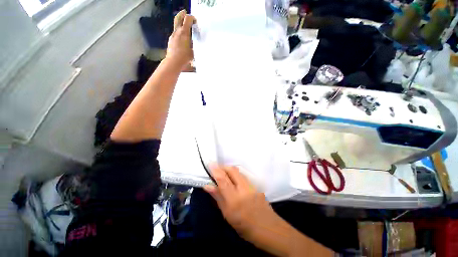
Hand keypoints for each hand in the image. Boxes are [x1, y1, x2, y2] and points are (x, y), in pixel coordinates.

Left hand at [166, 10, 195, 69]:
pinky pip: (175, 33)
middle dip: (182, 14)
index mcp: (184, 33)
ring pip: (176, 26)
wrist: (173, 62)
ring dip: (181, 25)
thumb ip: (194, 45)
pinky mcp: (170, 40)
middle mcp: (177, 32)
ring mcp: (172, 35)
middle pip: (178, 18)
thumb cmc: (185, 57)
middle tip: (185, 13)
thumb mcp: (193, 51)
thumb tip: (195, 42)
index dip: (192, 18)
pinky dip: (179, 32)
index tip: (195, 21)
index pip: (187, 19)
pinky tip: (182, 39)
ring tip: (185, 29)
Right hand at [204, 165, 333, 256]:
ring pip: (238, 171)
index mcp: (234, 199)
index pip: (223, 179)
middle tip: (216, 169)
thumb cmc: (245, 226)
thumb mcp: (228, 215)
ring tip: (223, 173)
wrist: (268, 227)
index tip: (210, 163)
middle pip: (232, 170)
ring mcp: (251, 185)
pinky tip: (233, 179)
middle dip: (223, 167)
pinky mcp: (255, 185)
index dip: (215, 170)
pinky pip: (243, 175)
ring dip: (229, 170)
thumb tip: (208, 186)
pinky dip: (236, 174)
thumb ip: (218, 198)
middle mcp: (243, 189)